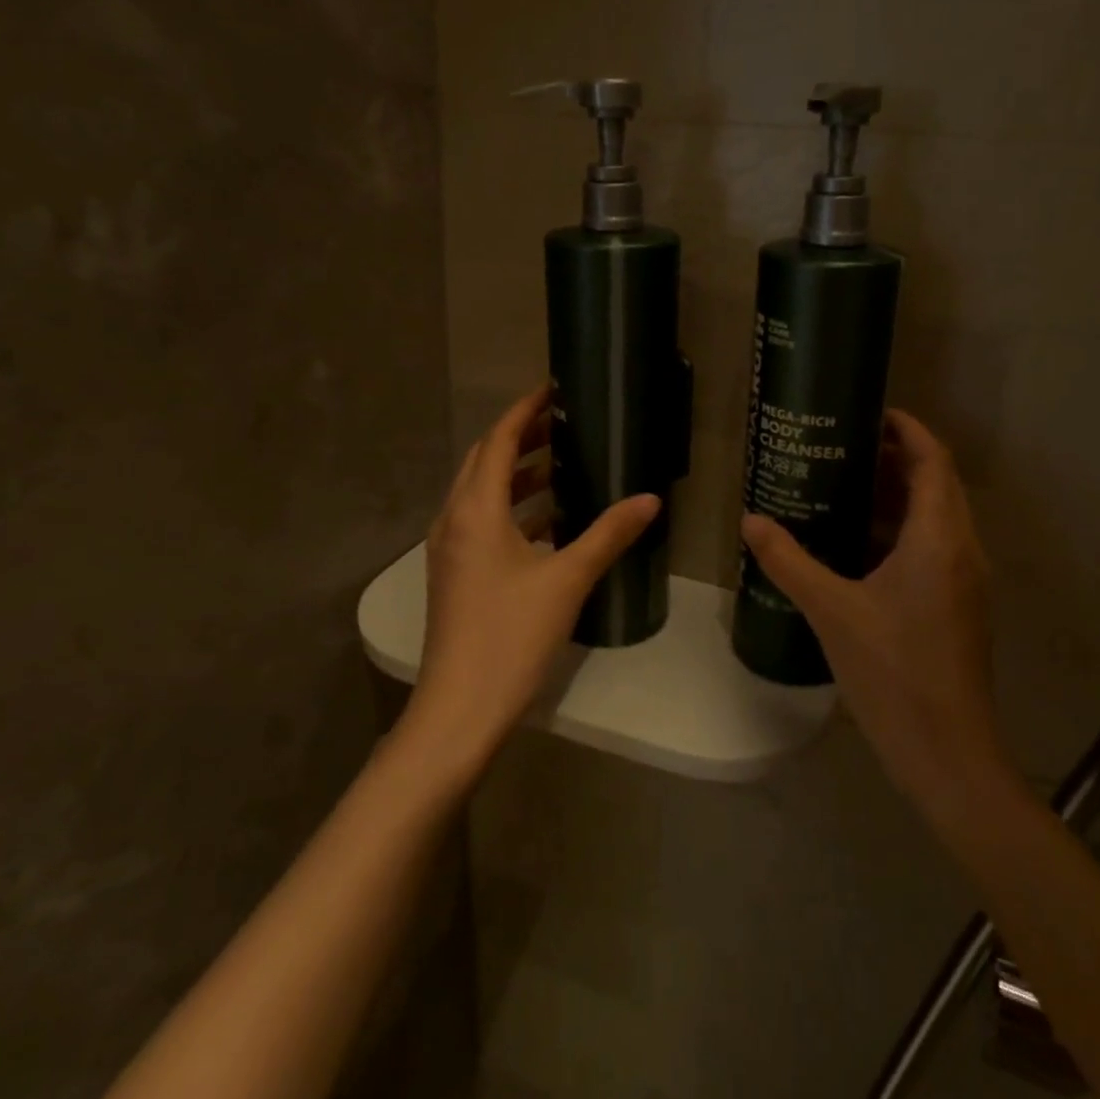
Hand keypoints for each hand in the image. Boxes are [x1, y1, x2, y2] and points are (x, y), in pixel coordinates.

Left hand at [405, 386, 659, 776]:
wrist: (458, 709)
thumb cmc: (511, 636)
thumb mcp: (567, 580)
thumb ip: (608, 534)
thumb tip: (650, 499)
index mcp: (476, 510)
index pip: (498, 440)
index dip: (524, 410)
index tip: (553, 389)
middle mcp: (454, 520)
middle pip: (484, 461)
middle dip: (521, 437)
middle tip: (564, 423)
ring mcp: (449, 549)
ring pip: (480, 493)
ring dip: (516, 474)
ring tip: (561, 464)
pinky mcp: (454, 574)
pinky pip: (481, 522)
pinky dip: (511, 508)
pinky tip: (547, 521)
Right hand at [740, 410, 1011, 832]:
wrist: (947, 753)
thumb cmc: (893, 673)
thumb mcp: (831, 611)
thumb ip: (789, 561)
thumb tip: (751, 520)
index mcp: (939, 539)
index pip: (933, 461)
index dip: (908, 429)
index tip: (869, 412)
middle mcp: (962, 549)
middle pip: (937, 483)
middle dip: (897, 458)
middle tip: (843, 446)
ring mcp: (965, 580)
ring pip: (937, 516)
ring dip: (899, 494)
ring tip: (844, 484)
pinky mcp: (959, 604)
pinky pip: (934, 545)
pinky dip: (901, 529)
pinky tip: (857, 542)